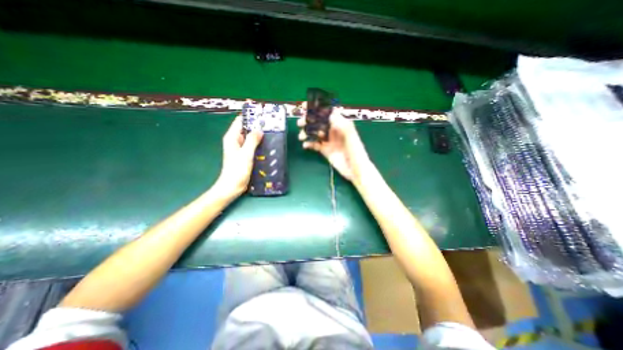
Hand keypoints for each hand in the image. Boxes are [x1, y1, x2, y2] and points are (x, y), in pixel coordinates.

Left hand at [217, 116, 262, 195]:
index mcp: (232, 138)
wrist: (232, 186)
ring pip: (250, 138)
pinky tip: (267, 145)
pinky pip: (252, 146)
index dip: (250, 117)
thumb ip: (252, 140)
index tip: (262, 115)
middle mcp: (235, 141)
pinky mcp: (244, 155)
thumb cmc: (237, 170)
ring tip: (271, 133)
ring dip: (259, 135)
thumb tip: (259, 129)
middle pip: (246, 129)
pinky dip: (258, 144)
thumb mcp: (246, 154)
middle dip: (256, 126)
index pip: (240, 121)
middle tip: (270, 124)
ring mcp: (240, 148)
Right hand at [297, 104, 368, 183]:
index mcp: (341, 124)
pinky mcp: (326, 150)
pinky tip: (305, 145)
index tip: (306, 106)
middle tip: (301, 123)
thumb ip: (340, 123)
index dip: (317, 108)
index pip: (327, 112)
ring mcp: (329, 141)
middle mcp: (334, 130)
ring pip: (315, 133)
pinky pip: (315, 145)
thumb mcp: (350, 135)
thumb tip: (329, 112)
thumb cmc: (356, 151)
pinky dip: (309, 144)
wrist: (356, 170)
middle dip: (309, 120)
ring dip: (307, 132)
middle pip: (319, 121)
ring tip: (301, 136)